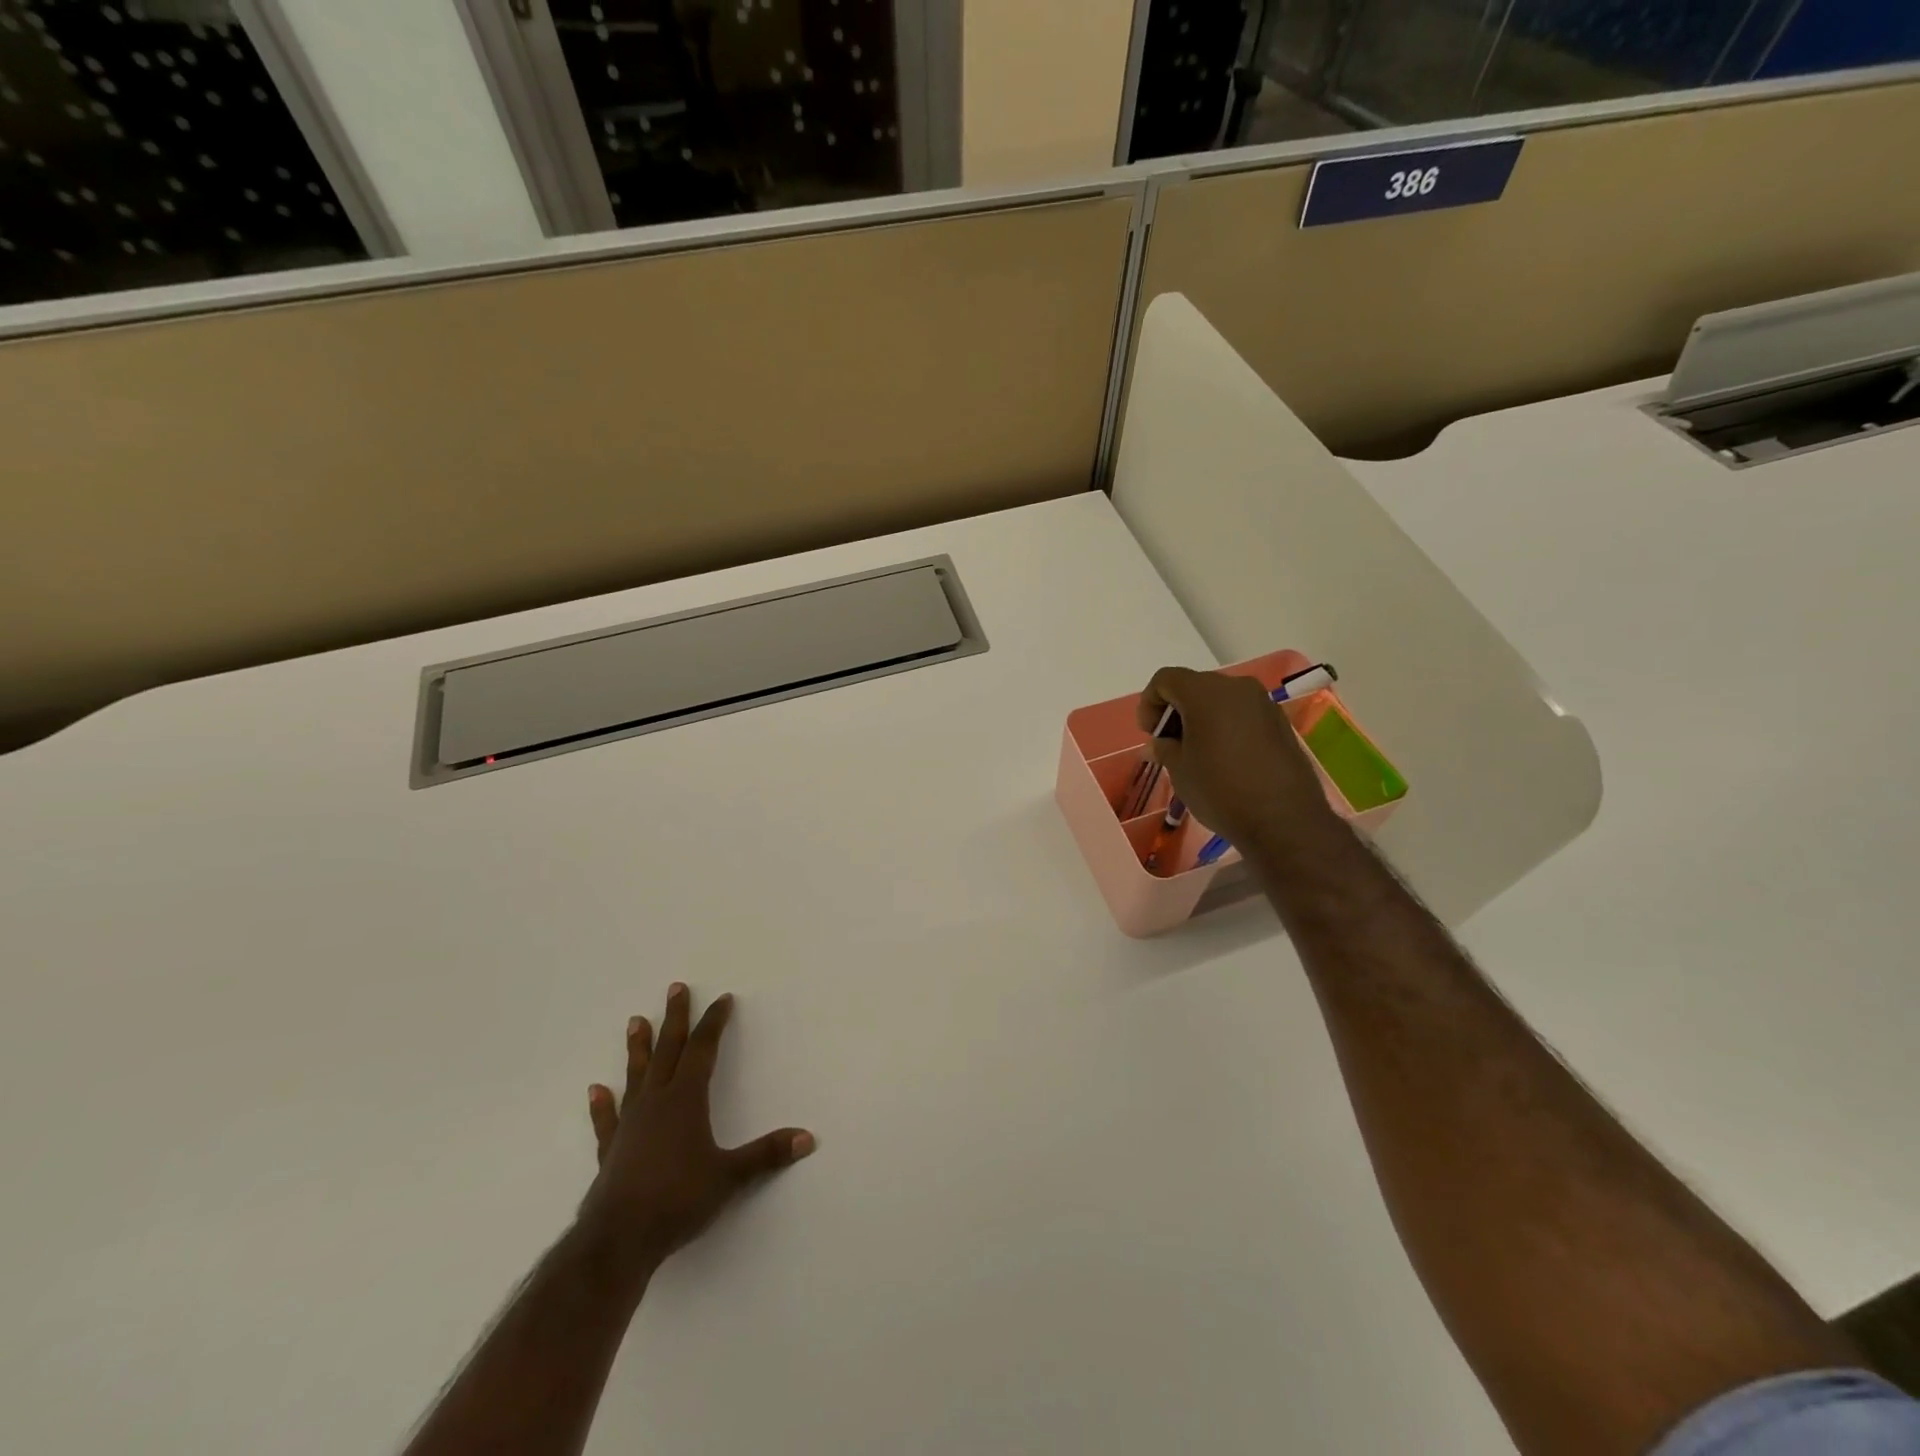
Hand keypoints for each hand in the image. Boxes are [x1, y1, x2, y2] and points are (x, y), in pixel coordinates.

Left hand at [577, 984, 813, 1283]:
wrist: (618, 1240)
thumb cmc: (678, 1200)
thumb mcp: (729, 1177)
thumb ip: (766, 1155)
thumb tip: (807, 1138)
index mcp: (685, 1100)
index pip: (703, 1050)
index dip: (714, 1023)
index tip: (722, 999)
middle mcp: (656, 1102)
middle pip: (668, 1051)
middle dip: (675, 1018)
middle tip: (675, 988)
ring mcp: (630, 1125)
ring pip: (637, 1076)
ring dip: (638, 1048)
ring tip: (635, 1021)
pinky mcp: (612, 1151)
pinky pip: (608, 1120)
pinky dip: (603, 1105)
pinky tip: (596, 1090)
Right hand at [1136, 666, 1340, 855]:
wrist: (1284, 820)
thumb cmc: (1220, 790)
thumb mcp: (1180, 770)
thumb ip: (1165, 748)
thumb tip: (1159, 743)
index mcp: (1205, 693)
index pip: (1165, 679)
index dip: (1149, 703)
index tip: (1151, 734)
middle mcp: (1236, 687)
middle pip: (1194, 686)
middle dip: (1176, 711)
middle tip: (1170, 745)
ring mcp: (1263, 703)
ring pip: (1220, 700)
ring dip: (1201, 719)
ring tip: (1197, 754)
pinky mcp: (1280, 722)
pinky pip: (1242, 714)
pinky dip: (1225, 726)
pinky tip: (1224, 758)